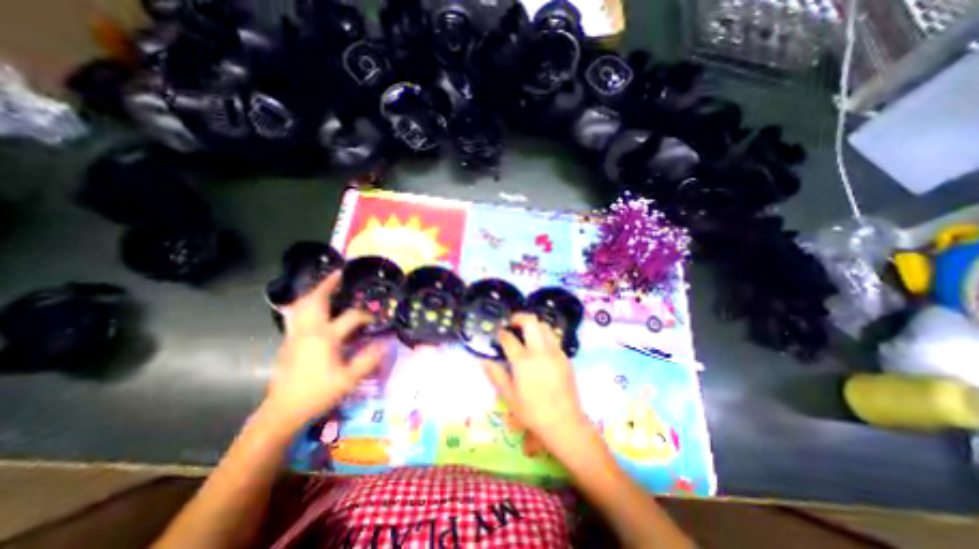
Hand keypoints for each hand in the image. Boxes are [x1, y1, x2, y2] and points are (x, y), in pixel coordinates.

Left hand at [261, 272, 383, 430]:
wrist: (283, 411)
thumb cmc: (318, 394)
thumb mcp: (349, 379)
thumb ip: (368, 360)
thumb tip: (385, 343)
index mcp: (326, 337)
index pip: (352, 317)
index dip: (367, 315)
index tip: (377, 319)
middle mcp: (309, 330)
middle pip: (316, 300)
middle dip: (327, 285)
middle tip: (338, 274)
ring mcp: (295, 335)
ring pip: (301, 306)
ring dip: (313, 293)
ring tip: (324, 286)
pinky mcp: (288, 342)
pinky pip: (295, 315)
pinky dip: (304, 305)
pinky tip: (312, 309)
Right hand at [480, 315, 586, 442]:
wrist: (564, 423)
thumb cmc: (533, 412)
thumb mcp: (509, 397)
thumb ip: (496, 375)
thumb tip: (483, 360)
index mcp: (523, 361)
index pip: (509, 338)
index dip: (501, 333)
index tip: (498, 333)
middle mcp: (540, 352)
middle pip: (530, 322)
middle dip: (519, 317)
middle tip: (512, 323)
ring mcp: (555, 353)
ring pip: (544, 326)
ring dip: (533, 324)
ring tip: (526, 332)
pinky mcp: (565, 357)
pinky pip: (554, 338)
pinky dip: (544, 336)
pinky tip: (539, 348)